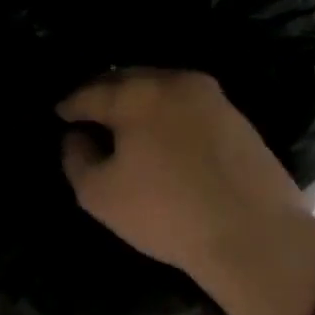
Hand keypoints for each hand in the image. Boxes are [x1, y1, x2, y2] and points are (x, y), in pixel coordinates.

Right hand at [58, 69, 314, 314]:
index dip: (69, 106)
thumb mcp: (99, 194)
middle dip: (104, 94)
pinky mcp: (237, 117)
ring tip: (126, 123)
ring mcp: (210, 96)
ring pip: (161, 88)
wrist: (255, 235)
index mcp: (135, 94)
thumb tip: (77, 137)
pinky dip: (168, 113)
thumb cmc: (166, 212)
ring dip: (138, 100)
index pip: (89, 93)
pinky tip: (164, 136)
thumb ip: (76, 158)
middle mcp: (173, 82)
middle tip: (89, 113)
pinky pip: (187, 105)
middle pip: (127, 79)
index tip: (60, 115)